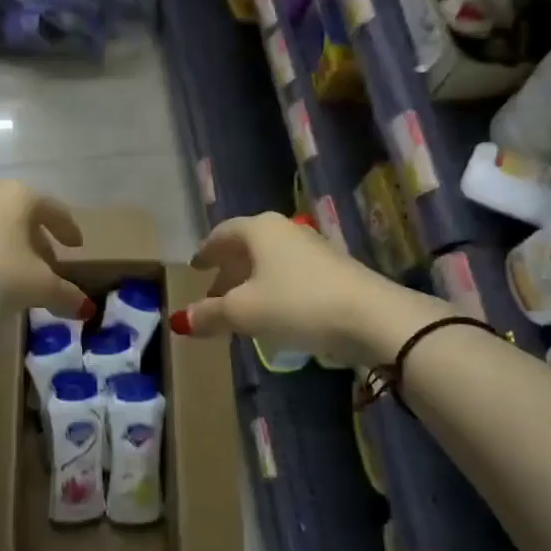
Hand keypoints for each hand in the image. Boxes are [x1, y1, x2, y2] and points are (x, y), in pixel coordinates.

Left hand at [0, 180, 94, 319]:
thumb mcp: (38, 285)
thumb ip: (64, 294)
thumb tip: (86, 309)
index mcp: (22, 197)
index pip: (55, 210)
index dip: (69, 229)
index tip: (77, 246)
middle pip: (26, 220)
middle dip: (40, 244)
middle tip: (51, 268)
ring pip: (1, 231)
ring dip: (15, 253)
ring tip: (22, 279)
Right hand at [170, 211, 440, 367]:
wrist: (371, 316)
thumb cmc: (297, 304)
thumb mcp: (245, 313)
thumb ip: (210, 314)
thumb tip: (180, 320)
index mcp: (259, 230)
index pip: (222, 234)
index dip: (206, 251)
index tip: (196, 267)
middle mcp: (285, 229)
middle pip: (247, 246)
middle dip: (228, 269)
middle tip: (214, 293)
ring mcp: (312, 247)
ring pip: (270, 260)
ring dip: (252, 280)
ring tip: (242, 306)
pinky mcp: (334, 268)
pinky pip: (291, 272)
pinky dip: (275, 287)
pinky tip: (276, 311)